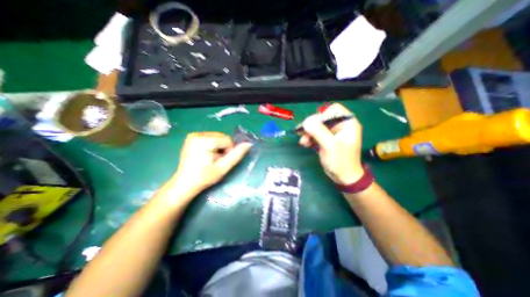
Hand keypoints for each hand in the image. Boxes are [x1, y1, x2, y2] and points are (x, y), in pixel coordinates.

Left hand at [171, 131, 250, 191]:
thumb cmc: (205, 177)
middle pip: (222, 137)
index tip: (221, 161)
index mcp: (204, 141)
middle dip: (223, 148)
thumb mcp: (223, 168)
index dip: (228, 151)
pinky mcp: (191, 137)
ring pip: (217, 137)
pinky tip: (206, 155)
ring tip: (211, 158)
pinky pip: (210, 137)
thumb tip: (248, 144)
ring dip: (218, 147)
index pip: (228, 140)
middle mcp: (198, 134)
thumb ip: (236, 155)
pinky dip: (212, 145)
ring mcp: (193, 135)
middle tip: (216, 161)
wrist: (184, 183)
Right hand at [297, 103, 364, 184]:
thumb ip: (318, 131)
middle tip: (302, 134)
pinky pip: (316, 133)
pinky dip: (309, 137)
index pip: (333, 110)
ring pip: (317, 126)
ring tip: (303, 142)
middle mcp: (341, 125)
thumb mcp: (329, 146)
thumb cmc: (340, 162)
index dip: (321, 116)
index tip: (312, 126)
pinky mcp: (327, 138)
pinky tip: (305, 144)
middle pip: (322, 118)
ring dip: (308, 133)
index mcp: (347, 123)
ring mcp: (333, 132)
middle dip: (311, 126)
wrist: (343, 177)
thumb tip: (306, 121)